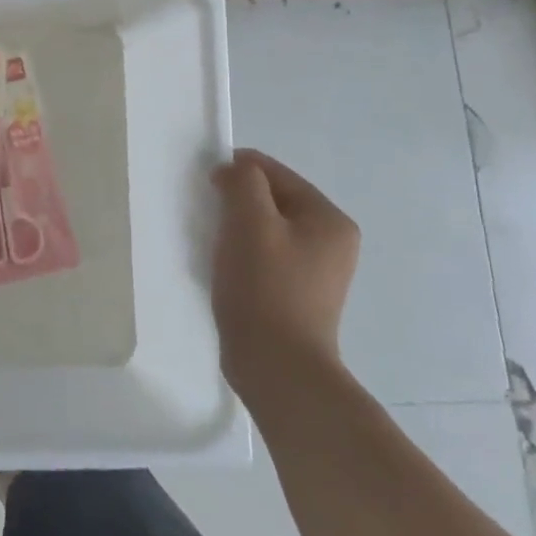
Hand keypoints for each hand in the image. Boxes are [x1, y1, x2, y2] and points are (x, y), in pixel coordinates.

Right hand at [211, 148, 360, 404]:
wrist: (276, 365)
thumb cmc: (264, 287)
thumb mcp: (249, 222)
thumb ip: (243, 182)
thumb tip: (234, 169)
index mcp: (329, 218)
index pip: (275, 172)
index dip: (235, 171)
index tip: (203, 187)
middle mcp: (332, 240)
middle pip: (272, 200)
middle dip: (235, 201)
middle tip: (206, 216)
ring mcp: (317, 270)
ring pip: (266, 228)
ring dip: (236, 228)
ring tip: (212, 244)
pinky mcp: (298, 293)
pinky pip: (266, 255)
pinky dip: (242, 253)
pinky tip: (224, 268)